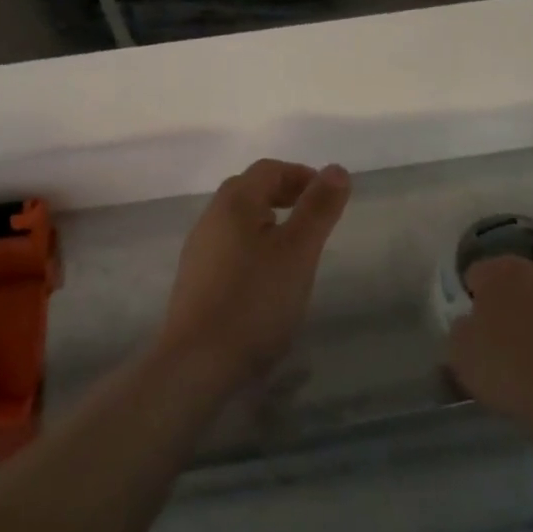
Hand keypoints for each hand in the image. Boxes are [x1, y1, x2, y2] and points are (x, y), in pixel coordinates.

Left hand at [157, 159, 351, 396]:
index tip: (330, 197)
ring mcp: (199, 249)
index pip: (269, 169)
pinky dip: (255, 245)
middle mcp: (211, 217)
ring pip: (239, 219)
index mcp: (234, 202)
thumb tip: (336, 169)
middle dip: (286, 194)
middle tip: (316, 218)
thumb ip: (318, 208)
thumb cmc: (254, 300)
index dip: (302, 175)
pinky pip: (230, 246)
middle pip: (250, 189)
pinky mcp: (196, 279)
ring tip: (297, 248)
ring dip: (270, 221)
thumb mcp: (298, 251)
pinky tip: (268, 277)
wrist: (197, 362)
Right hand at [447, 255, 532, 444]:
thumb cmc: (512, 370)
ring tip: (531, 357)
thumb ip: (459, 329)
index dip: (470, 302)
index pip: (474, 275)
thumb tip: (470, 323)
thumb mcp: (461, 354)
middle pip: (511, 284)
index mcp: (499, 270)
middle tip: (499, 342)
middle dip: (504, 306)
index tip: (473, 330)